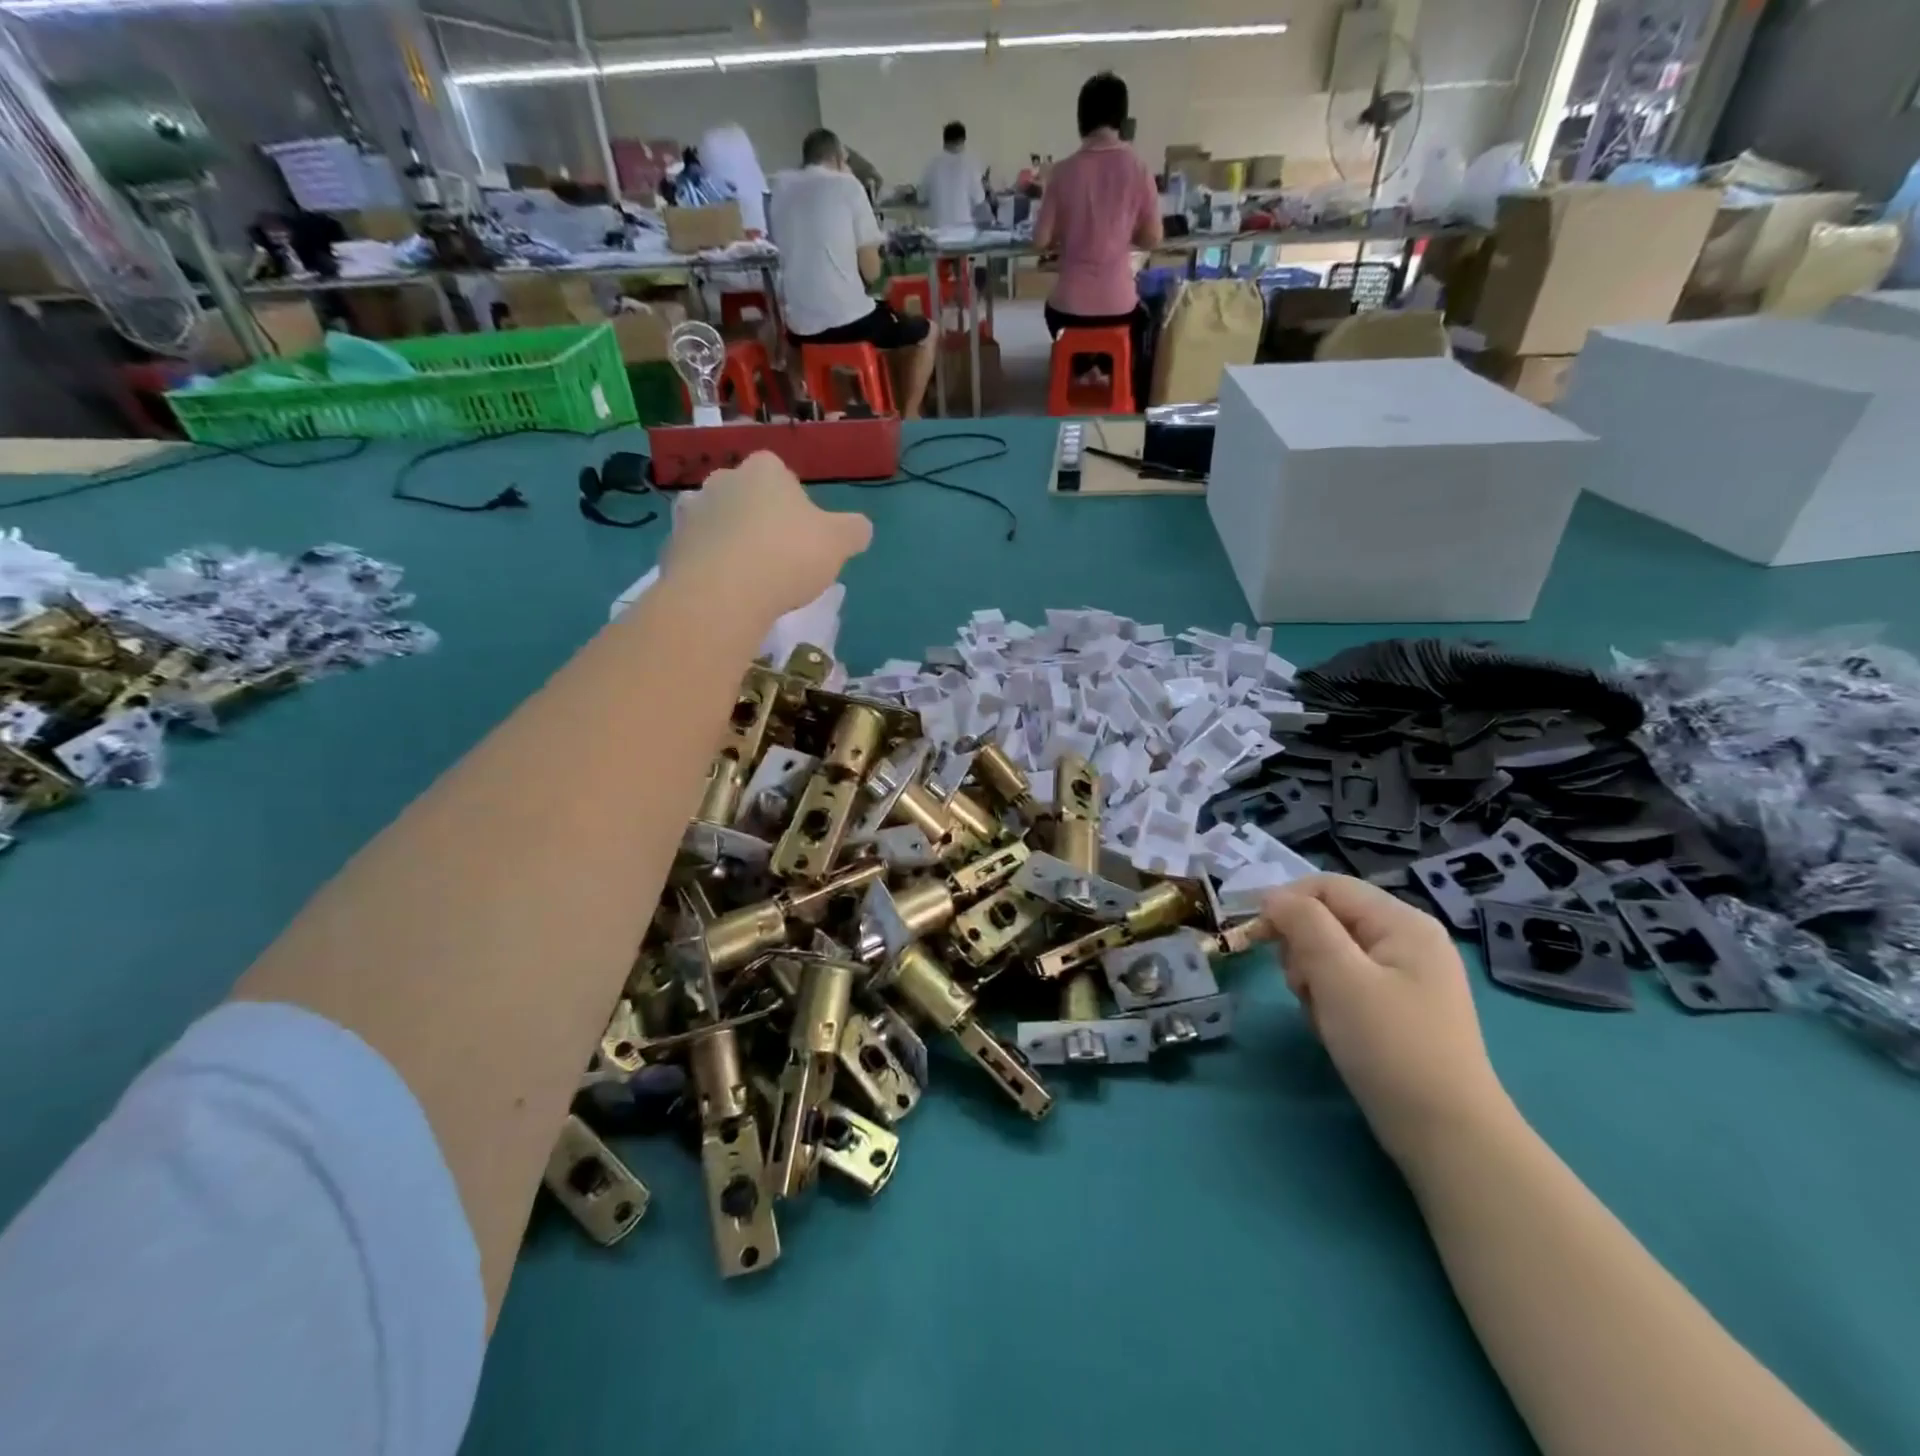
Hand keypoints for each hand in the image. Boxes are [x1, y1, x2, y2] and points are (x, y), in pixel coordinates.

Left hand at [663, 452, 872, 614]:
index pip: (782, 473)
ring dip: (732, 541)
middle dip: (760, 519)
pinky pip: (699, 552)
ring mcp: (691, 511)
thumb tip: (860, 528)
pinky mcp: (671, 546)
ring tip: (751, 578)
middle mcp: (722, 479)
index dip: (795, 504)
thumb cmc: (787, 555)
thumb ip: (854, 530)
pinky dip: (711, 566)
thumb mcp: (839, 542)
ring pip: (720, 523)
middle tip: (779, 557)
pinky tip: (727, 592)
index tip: (804, 534)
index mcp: (764, 469)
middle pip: (747, 496)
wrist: (722, 593)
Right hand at [1257, 875, 1514, 1170]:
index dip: (1287, 903)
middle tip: (1304, 988)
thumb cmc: (1391, 1045)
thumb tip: (1272, 896)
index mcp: (1402, 923)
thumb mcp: (1340, 976)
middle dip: (1303, 950)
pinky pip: (1345, 986)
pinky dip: (1329, 1003)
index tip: (1256, 938)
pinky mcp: (1396, 1009)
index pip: (1327, 886)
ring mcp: (1404, 977)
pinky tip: (1335, 1031)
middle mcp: (1407, 941)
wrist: (1446, 1136)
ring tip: (1323, 1016)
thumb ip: (1304, 924)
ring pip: (1330, 954)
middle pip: (1327, 919)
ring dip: (1312, 980)